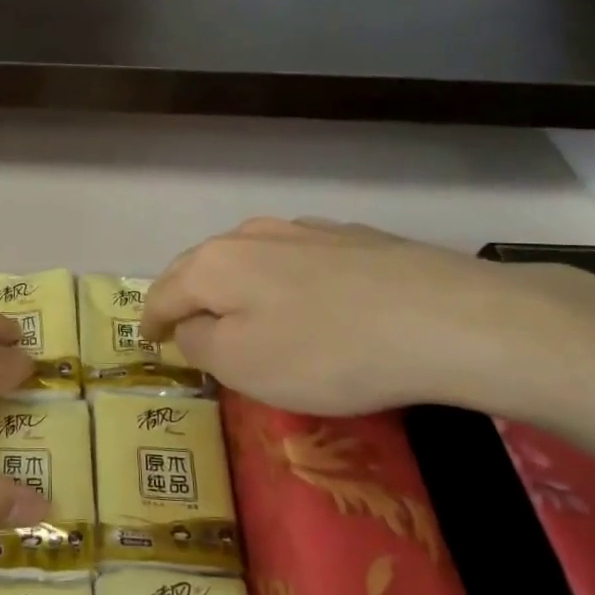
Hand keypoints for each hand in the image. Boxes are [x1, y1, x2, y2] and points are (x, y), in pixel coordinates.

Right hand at [141, 217, 594, 417]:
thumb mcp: (241, 364)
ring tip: (240, 311)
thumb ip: (198, 344)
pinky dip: (281, 280)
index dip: (151, 321)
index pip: (163, 294)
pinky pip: (295, 259)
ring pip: (249, 257)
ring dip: (234, 285)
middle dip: (186, 296)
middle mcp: (250, 235)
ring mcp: (304, 230)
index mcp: (214, 264)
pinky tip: (304, 300)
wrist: (447, 318)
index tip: (148, 341)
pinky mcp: (351, 238)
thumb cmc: (325, 351)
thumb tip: (190, 328)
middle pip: (201, 266)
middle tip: (184, 326)